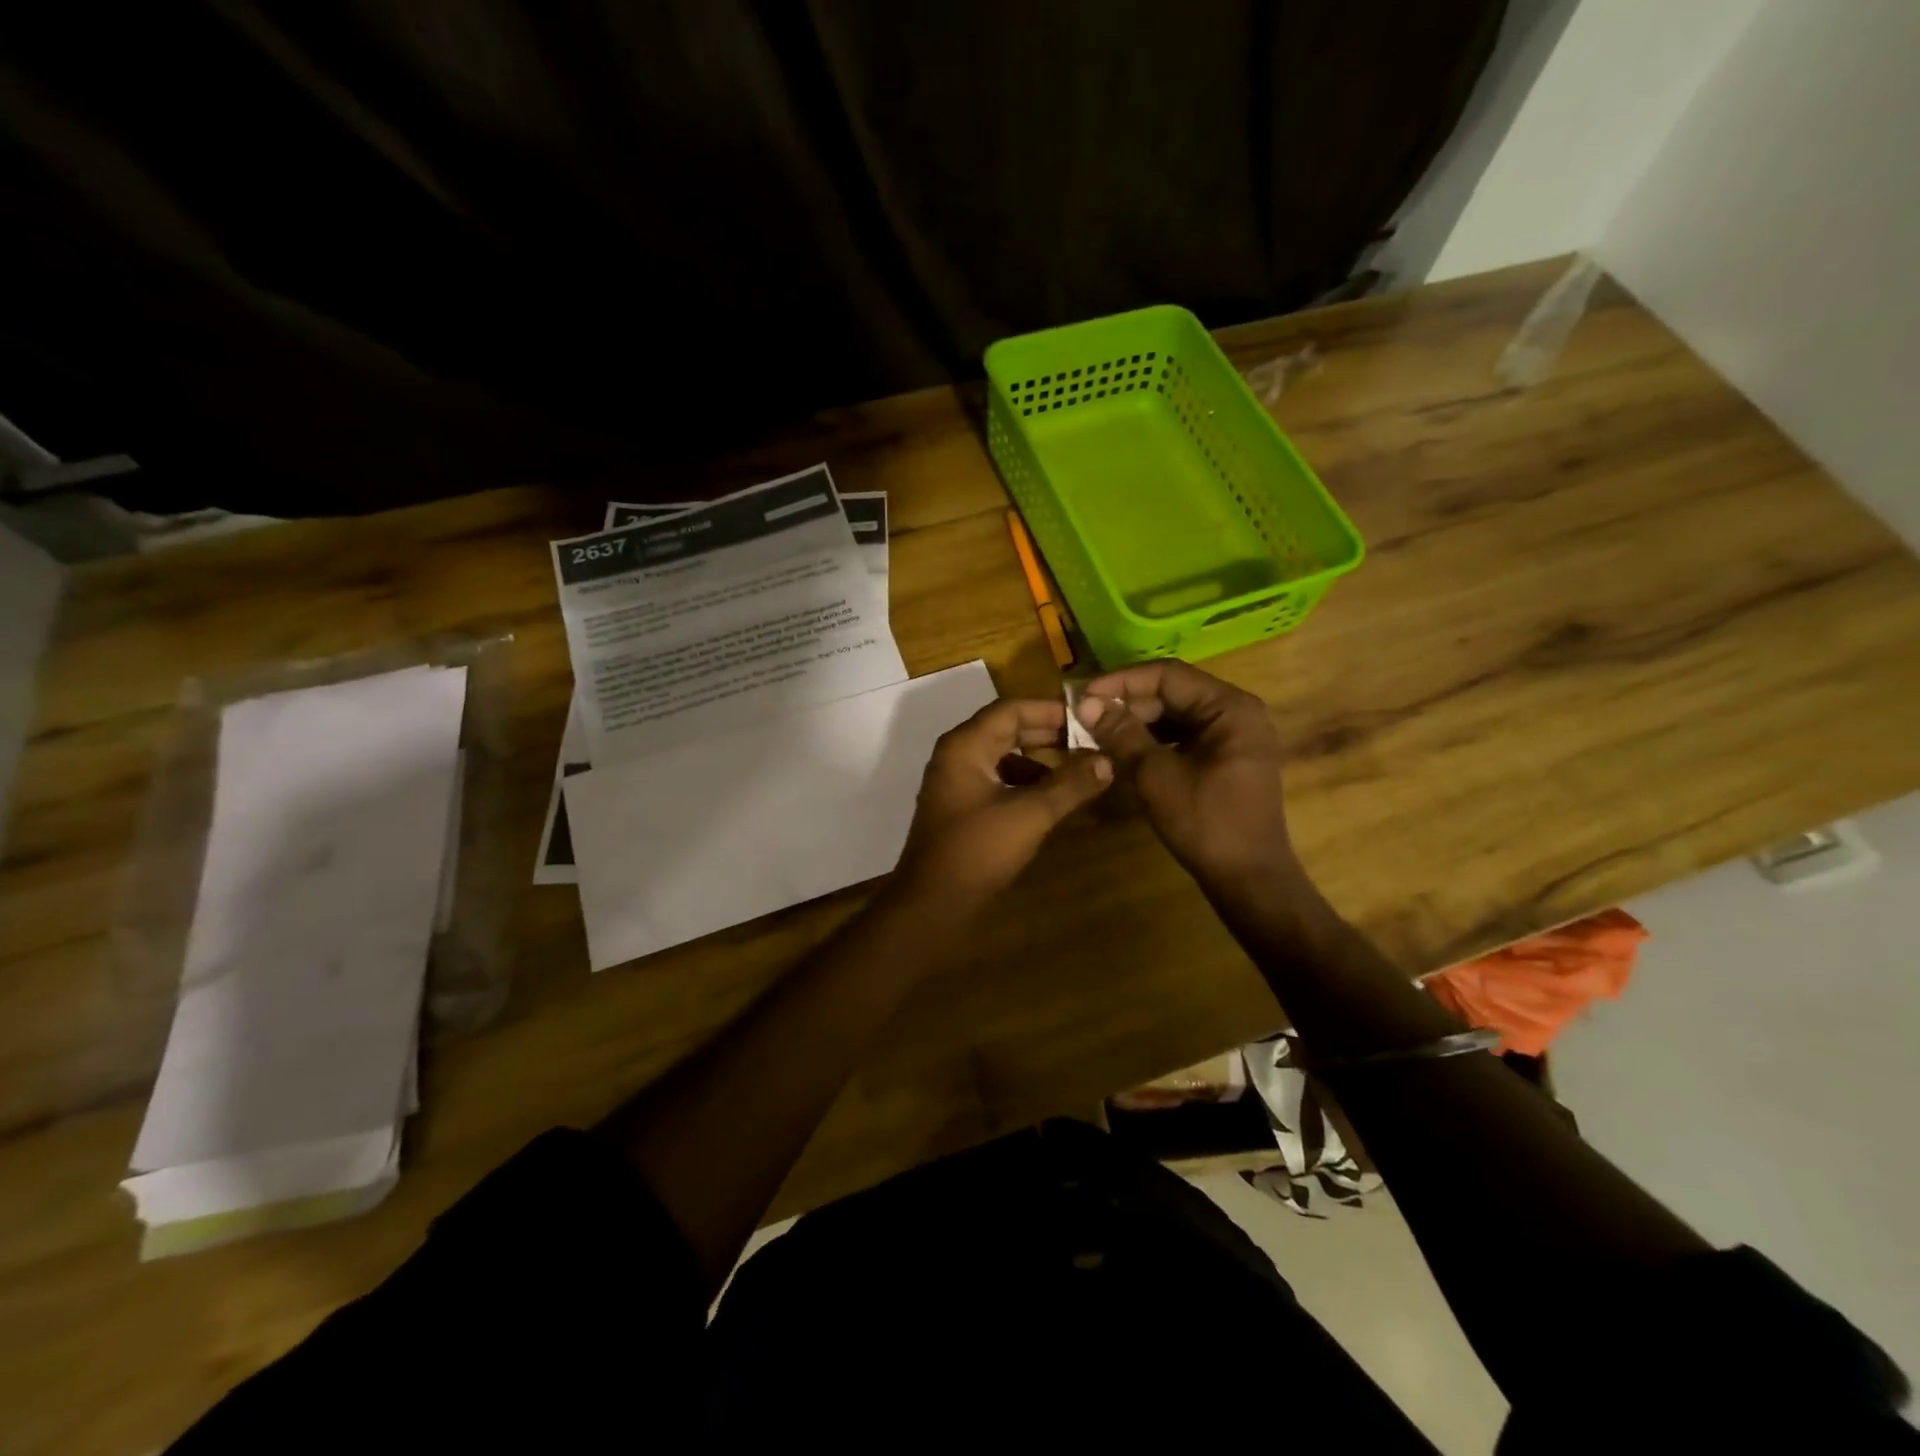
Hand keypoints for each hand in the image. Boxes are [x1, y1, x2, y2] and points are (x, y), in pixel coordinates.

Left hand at [897, 699, 1112, 903]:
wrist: (932, 903)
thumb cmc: (978, 850)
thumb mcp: (1030, 815)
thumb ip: (1070, 785)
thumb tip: (1108, 761)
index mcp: (965, 746)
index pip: (1011, 709)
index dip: (1051, 710)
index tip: (1088, 718)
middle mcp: (957, 755)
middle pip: (1007, 730)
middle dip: (1048, 735)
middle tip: (1089, 741)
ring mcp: (956, 782)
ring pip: (1003, 757)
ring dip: (1039, 760)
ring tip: (1077, 771)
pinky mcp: (962, 806)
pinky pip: (998, 780)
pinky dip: (1025, 783)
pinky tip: (1052, 799)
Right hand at [1076, 660, 1298, 894]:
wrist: (1248, 880)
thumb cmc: (1206, 823)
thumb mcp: (1157, 775)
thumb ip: (1122, 734)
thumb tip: (1086, 703)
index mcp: (1230, 707)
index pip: (1168, 675)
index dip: (1122, 682)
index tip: (1084, 696)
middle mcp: (1237, 713)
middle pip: (1173, 693)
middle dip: (1127, 703)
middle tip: (1085, 717)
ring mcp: (1233, 737)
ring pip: (1176, 716)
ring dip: (1136, 723)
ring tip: (1097, 733)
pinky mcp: (1225, 760)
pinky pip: (1183, 737)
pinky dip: (1153, 741)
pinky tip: (1122, 751)